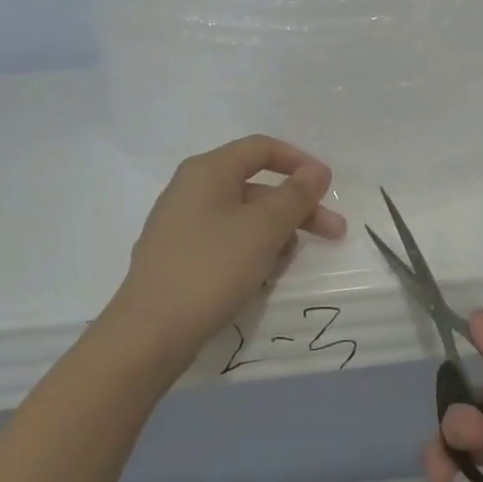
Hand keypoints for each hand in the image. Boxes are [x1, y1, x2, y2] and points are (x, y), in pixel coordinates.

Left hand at [105, 135, 346, 374]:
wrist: (149, 333)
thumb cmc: (212, 268)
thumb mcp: (263, 229)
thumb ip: (295, 195)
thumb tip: (317, 170)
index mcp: (208, 171)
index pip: (261, 148)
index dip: (299, 162)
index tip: (327, 187)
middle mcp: (191, 189)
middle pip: (256, 186)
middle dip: (296, 208)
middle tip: (333, 232)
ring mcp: (181, 224)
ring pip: (242, 217)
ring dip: (274, 234)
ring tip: (285, 265)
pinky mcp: (178, 256)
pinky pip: (225, 241)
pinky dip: (249, 251)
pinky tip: (260, 278)